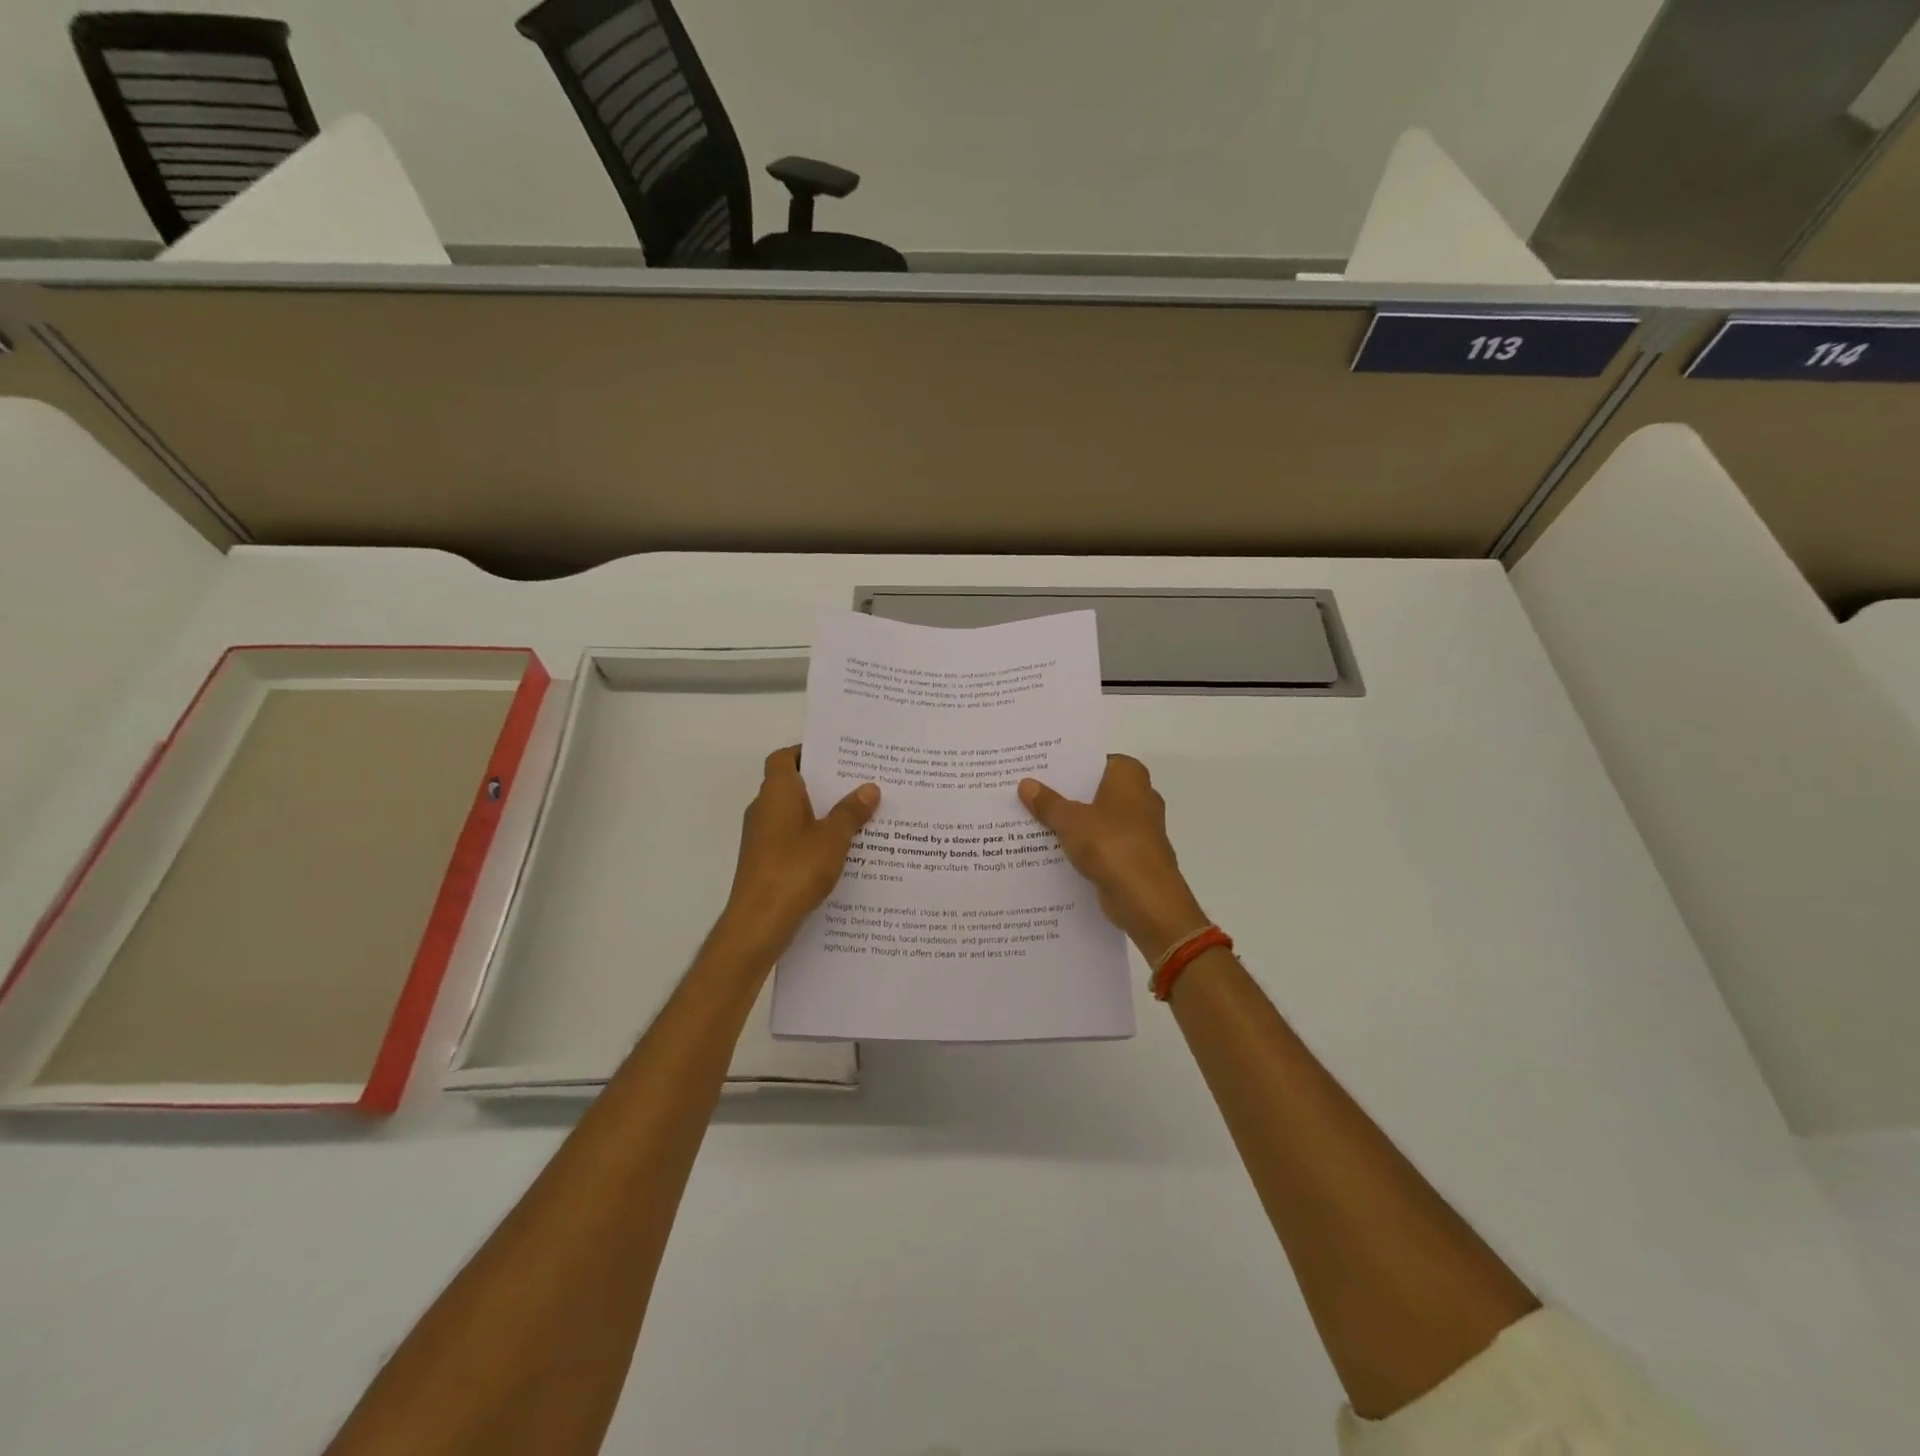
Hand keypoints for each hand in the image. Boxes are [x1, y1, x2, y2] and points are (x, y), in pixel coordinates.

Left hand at [720, 747, 879, 960]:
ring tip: (858, 816)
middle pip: (792, 785)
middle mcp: (764, 808)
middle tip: (859, 784)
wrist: (759, 921)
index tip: (837, 757)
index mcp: (777, 792)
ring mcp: (761, 837)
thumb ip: (851, 811)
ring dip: (820, 814)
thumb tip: (869, 787)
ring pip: (794, 814)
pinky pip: (792, 838)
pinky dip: (813, 838)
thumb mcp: (833, 838)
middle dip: (823, 785)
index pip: (784, 758)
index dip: (807, 753)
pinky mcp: (764, 861)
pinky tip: (841, 851)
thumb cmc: (795, 869)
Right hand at [1019, 755, 1208, 959]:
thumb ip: (1048, 802)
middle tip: (1029, 791)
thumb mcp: (1071, 820)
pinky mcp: (1132, 857)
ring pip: (1096, 818)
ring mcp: (1138, 829)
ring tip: (1031, 819)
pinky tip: (1050, 849)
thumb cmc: (1112, 845)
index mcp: (1130, 777)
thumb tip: (1026, 784)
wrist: (1146, 899)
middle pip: (1095, 789)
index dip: (1070, 764)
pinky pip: (1100, 844)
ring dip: (1072, 822)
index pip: (1097, 760)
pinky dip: (1081, 846)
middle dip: (1066, 793)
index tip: (1041, 767)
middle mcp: (1139, 798)